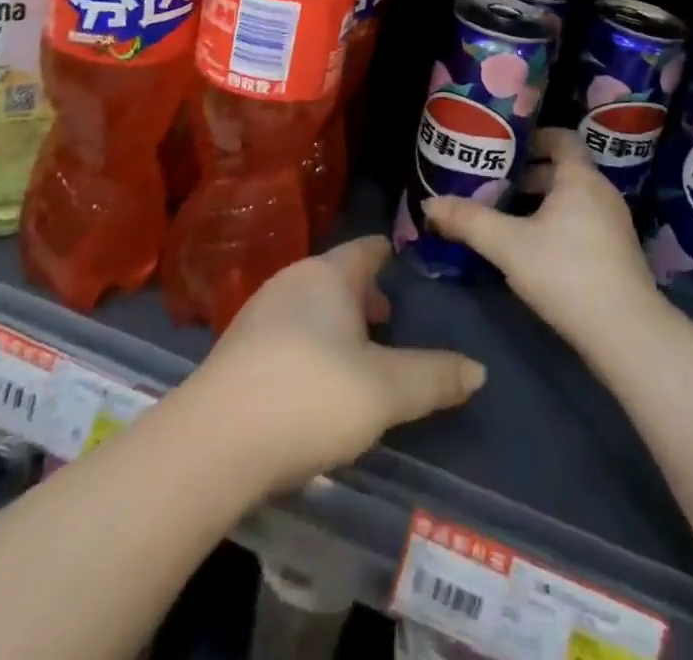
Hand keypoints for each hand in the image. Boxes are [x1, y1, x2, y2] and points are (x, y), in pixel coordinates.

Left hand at [189, 237, 485, 493]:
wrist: (214, 444)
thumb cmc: (310, 397)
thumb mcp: (385, 391)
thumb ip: (434, 377)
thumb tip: (479, 369)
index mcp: (327, 275)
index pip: (366, 249)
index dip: (388, 253)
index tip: (406, 258)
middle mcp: (291, 281)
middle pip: (337, 276)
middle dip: (364, 294)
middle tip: (390, 319)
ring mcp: (259, 313)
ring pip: (311, 305)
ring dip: (337, 322)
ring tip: (359, 354)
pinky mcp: (238, 350)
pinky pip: (288, 332)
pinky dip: (311, 344)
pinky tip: (317, 382)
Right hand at [424, 128, 663, 354]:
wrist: (626, 333)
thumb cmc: (566, 272)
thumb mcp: (508, 245)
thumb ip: (468, 221)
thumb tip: (429, 204)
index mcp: (579, 177)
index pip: (559, 138)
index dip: (531, 137)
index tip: (501, 146)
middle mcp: (601, 192)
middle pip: (562, 169)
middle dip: (527, 173)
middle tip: (492, 183)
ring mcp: (613, 223)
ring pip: (571, 198)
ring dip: (540, 201)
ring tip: (505, 215)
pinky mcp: (616, 252)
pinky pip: (581, 221)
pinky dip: (556, 222)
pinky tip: (531, 247)